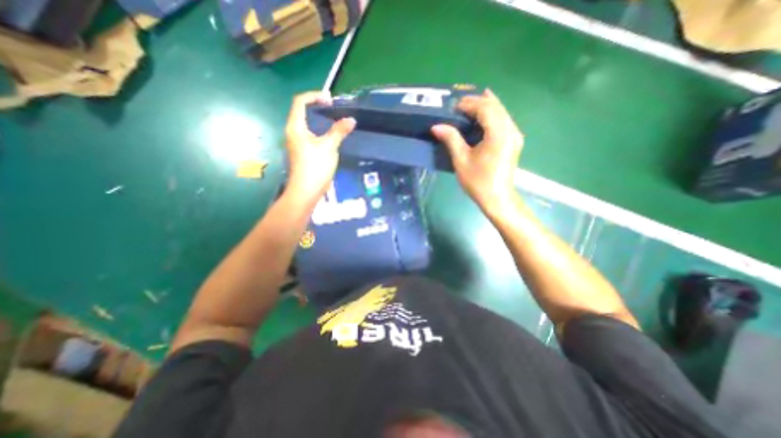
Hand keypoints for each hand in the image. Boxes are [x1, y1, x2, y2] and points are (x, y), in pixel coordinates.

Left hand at [284, 91, 355, 202]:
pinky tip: (330, 137)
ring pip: (306, 123)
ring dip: (319, 119)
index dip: (315, 96)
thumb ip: (339, 131)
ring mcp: (296, 142)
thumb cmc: (315, 167)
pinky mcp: (301, 152)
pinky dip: (319, 130)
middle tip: (334, 109)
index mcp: (296, 127)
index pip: (300, 101)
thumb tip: (351, 120)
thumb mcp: (329, 147)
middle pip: (302, 111)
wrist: (305, 191)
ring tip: (334, 120)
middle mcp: (292, 132)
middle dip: (317, 106)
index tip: (331, 101)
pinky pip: (309, 134)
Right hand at [433, 89, 523, 215]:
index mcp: (499, 134)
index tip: (452, 106)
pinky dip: (491, 115)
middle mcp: (511, 130)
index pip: (485, 108)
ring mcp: (515, 135)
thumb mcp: (461, 160)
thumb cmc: (478, 182)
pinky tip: (482, 115)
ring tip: (467, 106)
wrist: (497, 198)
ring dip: (485, 106)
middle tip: (458, 104)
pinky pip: (503, 120)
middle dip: (477, 101)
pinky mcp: (514, 140)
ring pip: (501, 112)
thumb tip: (436, 126)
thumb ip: (451, 139)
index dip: (469, 104)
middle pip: (495, 107)